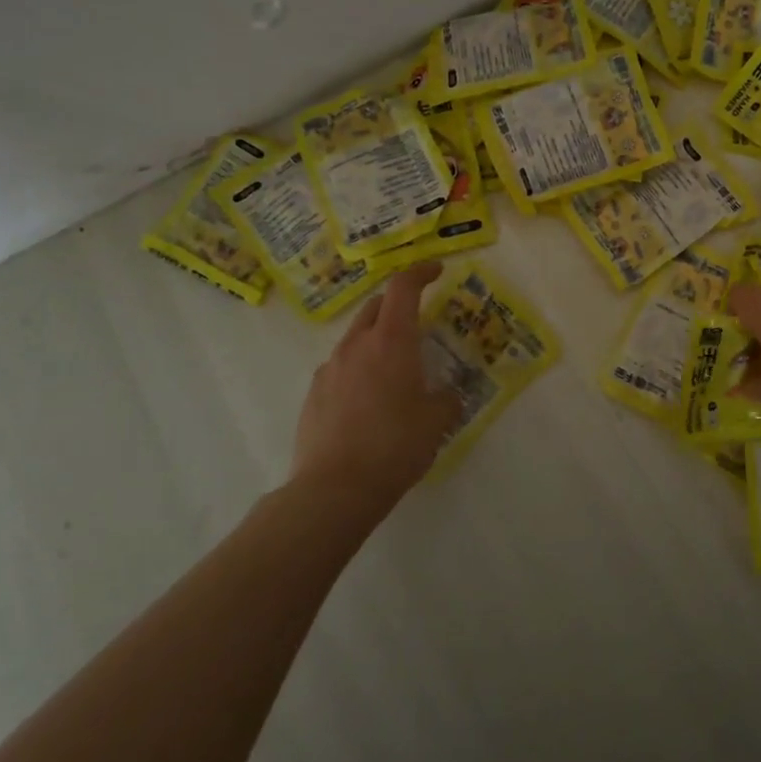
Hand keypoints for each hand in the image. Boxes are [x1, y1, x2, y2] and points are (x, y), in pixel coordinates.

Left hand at [294, 262, 462, 505]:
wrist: (334, 489)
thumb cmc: (395, 446)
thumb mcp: (437, 422)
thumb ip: (447, 399)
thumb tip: (447, 394)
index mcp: (391, 341)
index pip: (403, 287)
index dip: (421, 272)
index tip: (436, 271)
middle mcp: (356, 345)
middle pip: (376, 306)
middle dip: (398, 303)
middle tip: (418, 319)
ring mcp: (330, 368)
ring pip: (356, 337)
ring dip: (377, 339)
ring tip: (394, 368)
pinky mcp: (313, 394)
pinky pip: (340, 367)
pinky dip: (358, 368)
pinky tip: (368, 400)